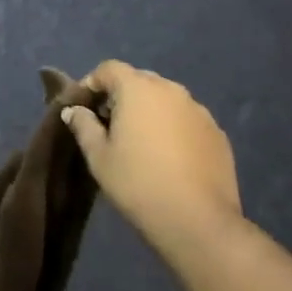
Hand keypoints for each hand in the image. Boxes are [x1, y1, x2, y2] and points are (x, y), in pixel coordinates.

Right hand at [61, 62, 241, 251]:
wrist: (198, 221)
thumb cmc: (138, 183)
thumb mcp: (99, 157)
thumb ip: (83, 126)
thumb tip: (74, 110)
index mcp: (138, 89)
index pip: (109, 69)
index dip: (92, 83)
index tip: (83, 107)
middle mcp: (171, 90)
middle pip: (139, 80)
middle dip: (121, 95)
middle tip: (110, 125)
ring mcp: (198, 110)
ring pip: (166, 99)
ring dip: (149, 111)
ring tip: (141, 142)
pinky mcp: (217, 132)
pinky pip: (187, 119)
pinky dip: (173, 127)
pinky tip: (169, 157)